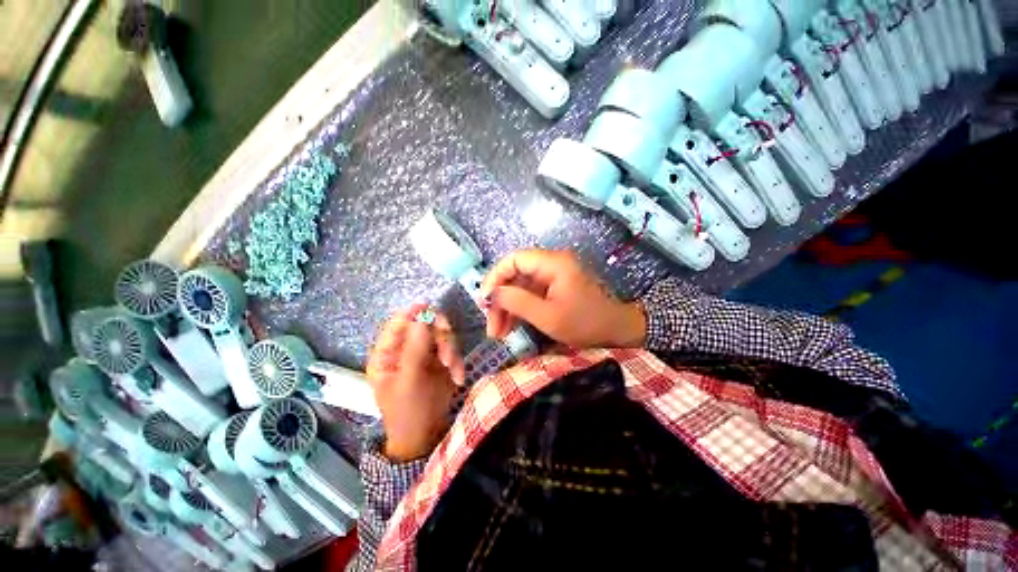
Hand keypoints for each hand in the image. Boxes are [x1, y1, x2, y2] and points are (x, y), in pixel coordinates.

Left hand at [366, 304, 465, 461]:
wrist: (426, 436)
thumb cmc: (408, 412)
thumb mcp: (409, 381)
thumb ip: (415, 348)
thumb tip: (422, 315)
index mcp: (388, 353)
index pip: (398, 323)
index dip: (413, 313)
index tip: (429, 307)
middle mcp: (406, 349)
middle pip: (425, 325)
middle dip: (440, 336)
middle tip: (448, 352)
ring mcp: (425, 354)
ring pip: (442, 335)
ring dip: (451, 349)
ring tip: (453, 367)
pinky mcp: (441, 360)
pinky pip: (453, 350)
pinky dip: (458, 362)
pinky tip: (458, 378)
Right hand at [480, 250, 645, 348]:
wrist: (618, 331)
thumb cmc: (585, 324)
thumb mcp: (548, 317)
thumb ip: (518, 302)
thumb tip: (492, 293)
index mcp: (553, 263)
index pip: (514, 259)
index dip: (495, 277)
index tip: (484, 300)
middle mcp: (551, 264)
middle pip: (515, 275)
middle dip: (500, 300)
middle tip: (491, 327)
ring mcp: (553, 277)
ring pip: (521, 287)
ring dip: (507, 308)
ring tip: (498, 333)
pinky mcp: (555, 288)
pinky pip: (530, 295)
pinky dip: (519, 310)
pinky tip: (510, 327)